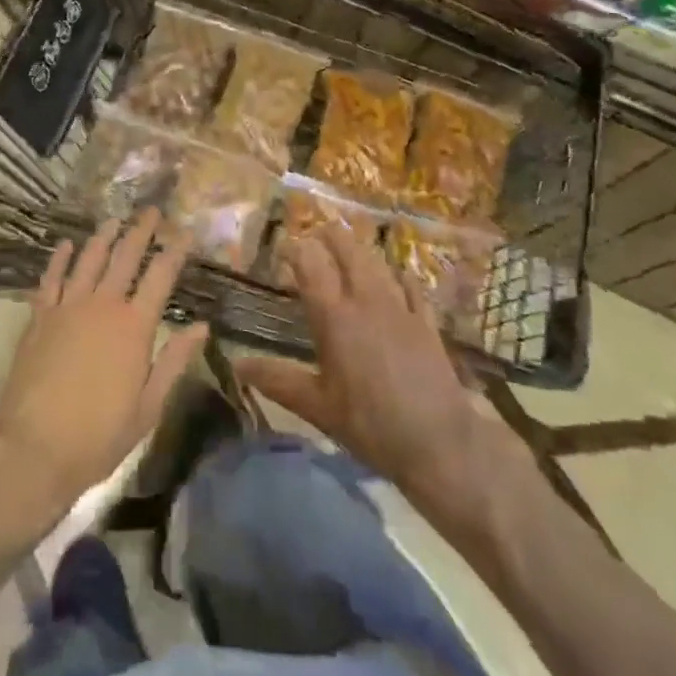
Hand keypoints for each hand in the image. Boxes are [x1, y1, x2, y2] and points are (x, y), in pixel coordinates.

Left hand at [0, 210, 208, 526]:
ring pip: (89, 259)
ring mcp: (68, 307)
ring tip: (114, 219)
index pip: (160, 277)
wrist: (32, 447)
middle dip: (141, 231)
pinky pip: (51, 278)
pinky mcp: (40, 317)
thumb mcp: (148, 407)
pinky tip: (65, 244)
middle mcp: (102, 305)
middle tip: (152, 211)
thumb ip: (174, 361)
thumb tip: (201, 326)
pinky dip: (59, 258)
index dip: (175, 251)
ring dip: (103, 237)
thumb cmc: (98, 436)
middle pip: (125, 257)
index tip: (185, 231)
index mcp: (134, 327)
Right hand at [235, 224, 528, 501]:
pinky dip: (398, 274)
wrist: (439, 442)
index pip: (310, 264)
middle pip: (347, 250)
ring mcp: (400, 307)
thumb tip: (236, 365)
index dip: (295, 249)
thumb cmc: (369, 425)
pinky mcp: (426, 321)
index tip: (283, 246)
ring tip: (348, 246)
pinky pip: (410, 285)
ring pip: (377, 261)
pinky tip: (396, 275)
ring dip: (359, 249)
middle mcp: (365, 300)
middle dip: (329, 235)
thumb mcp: (318, 407)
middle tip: (316, 233)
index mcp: (334, 316)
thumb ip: (278, 380)